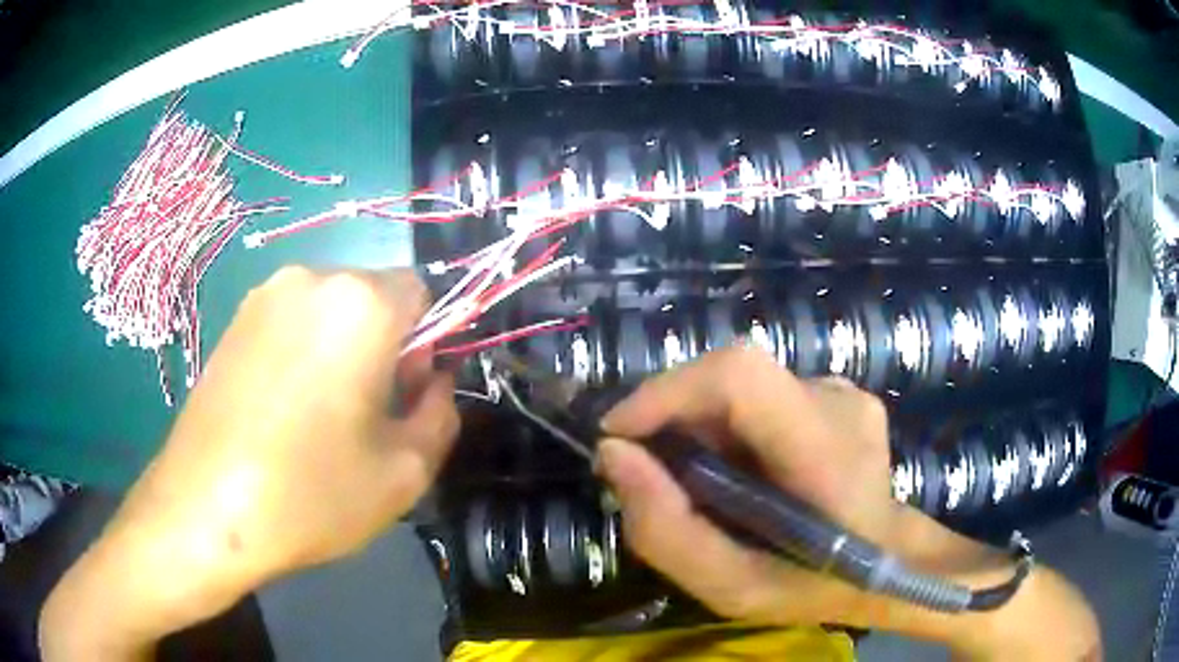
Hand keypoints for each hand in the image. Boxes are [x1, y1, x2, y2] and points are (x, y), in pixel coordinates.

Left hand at [41, 267, 458, 658]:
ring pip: (330, 310)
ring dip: (342, 349)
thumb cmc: (311, 492)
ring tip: (320, 416)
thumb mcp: (405, 471)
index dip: (428, 341)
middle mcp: (310, 280)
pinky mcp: (232, 320)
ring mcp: (263, 296)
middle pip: (373, 296)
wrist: (205, 510)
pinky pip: (289, 322)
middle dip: (385, 344)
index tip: (408, 393)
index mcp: (360, 303)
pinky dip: (302, 353)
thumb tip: (434, 381)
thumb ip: (442, 414)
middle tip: (368, 413)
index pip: (422, 292)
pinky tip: (283, 411)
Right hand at [597, 347, 1099, 659]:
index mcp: (828, 452)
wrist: (894, 561)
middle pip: (732, 378)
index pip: (740, 375)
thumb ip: (668, 531)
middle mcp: (839, 402)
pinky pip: (761, 398)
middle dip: (674, 419)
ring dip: (701, 428)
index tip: (619, 436)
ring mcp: (843, 391)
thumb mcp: (734, 589)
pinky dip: (728, 428)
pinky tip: (739, 472)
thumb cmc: (819, 586)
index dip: (668, 392)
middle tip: (653, 475)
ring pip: (742, 389)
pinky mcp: (836, 393)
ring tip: (701, 484)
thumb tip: (615, 456)